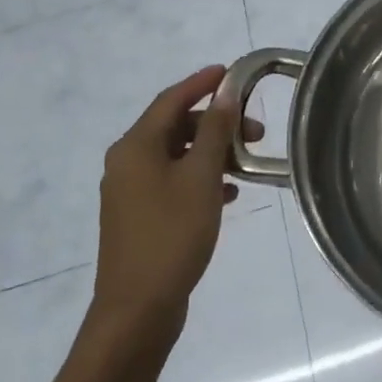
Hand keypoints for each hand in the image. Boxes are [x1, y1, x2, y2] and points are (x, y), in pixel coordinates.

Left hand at [92, 67, 258, 347]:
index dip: (201, 82)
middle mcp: (126, 162)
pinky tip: (228, 193)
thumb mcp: (201, 177)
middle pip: (174, 127)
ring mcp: (130, 192)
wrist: (137, 310)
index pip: (171, 100)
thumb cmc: (172, 235)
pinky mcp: (138, 217)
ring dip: (210, 152)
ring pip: (176, 156)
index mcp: (135, 147)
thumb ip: (215, 131)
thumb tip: (226, 94)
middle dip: (215, 124)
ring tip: (247, 163)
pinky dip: (200, 178)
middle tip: (255, 131)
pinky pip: (172, 182)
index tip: (230, 71)